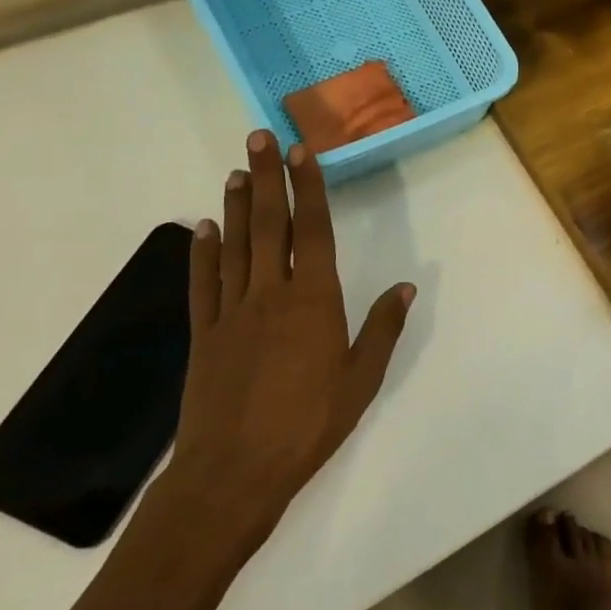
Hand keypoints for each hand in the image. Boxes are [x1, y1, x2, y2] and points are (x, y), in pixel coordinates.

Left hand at [160, 130, 415, 559]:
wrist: (236, 471)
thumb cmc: (309, 423)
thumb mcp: (362, 379)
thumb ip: (383, 328)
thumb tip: (408, 286)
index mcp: (313, 300)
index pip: (312, 231)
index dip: (308, 189)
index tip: (301, 153)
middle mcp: (270, 293)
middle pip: (269, 225)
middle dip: (267, 178)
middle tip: (259, 138)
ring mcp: (231, 311)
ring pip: (235, 245)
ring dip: (236, 205)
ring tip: (236, 171)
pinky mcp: (204, 333)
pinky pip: (203, 283)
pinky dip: (202, 252)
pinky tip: (202, 228)